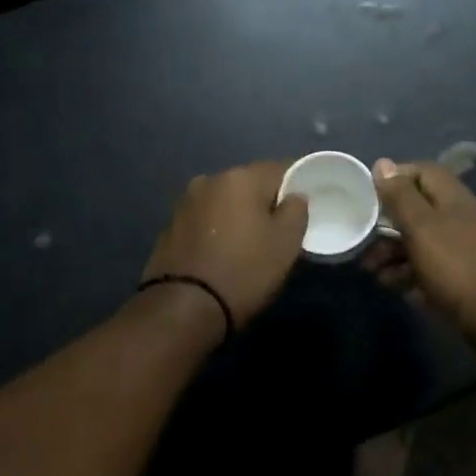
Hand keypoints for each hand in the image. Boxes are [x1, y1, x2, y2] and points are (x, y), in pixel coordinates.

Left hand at [141, 161, 308, 330]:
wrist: (184, 308)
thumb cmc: (245, 271)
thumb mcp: (286, 244)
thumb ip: (296, 210)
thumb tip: (293, 197)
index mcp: (240, 178)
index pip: (279, 168)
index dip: (296, 184)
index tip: (305, 205)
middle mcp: (209, 180)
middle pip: (249, 184)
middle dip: (265, 201)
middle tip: (279, 228)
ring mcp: (185, 203)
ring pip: (224, 202)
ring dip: (238, 215)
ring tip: (249, 243)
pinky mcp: (170, 227)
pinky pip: (204, 220)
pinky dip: (216, 230)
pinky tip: (222, 253)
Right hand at [363, 158, 475, 346]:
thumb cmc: (454, 265)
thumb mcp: (421, 226)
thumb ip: (400, 196)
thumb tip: (383, 163)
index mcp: (454, 198)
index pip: (423, 171)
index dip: (395, 178)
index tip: (370, 195)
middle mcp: (459, 218)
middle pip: (417, 210)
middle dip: (387, 225)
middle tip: (365, 241)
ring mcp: (461, 249)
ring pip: (419, 241)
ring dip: (392, 253)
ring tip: (373, 272)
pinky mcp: (459, 276)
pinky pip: (428, 267)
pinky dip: (408, 273)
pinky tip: (393, 286)